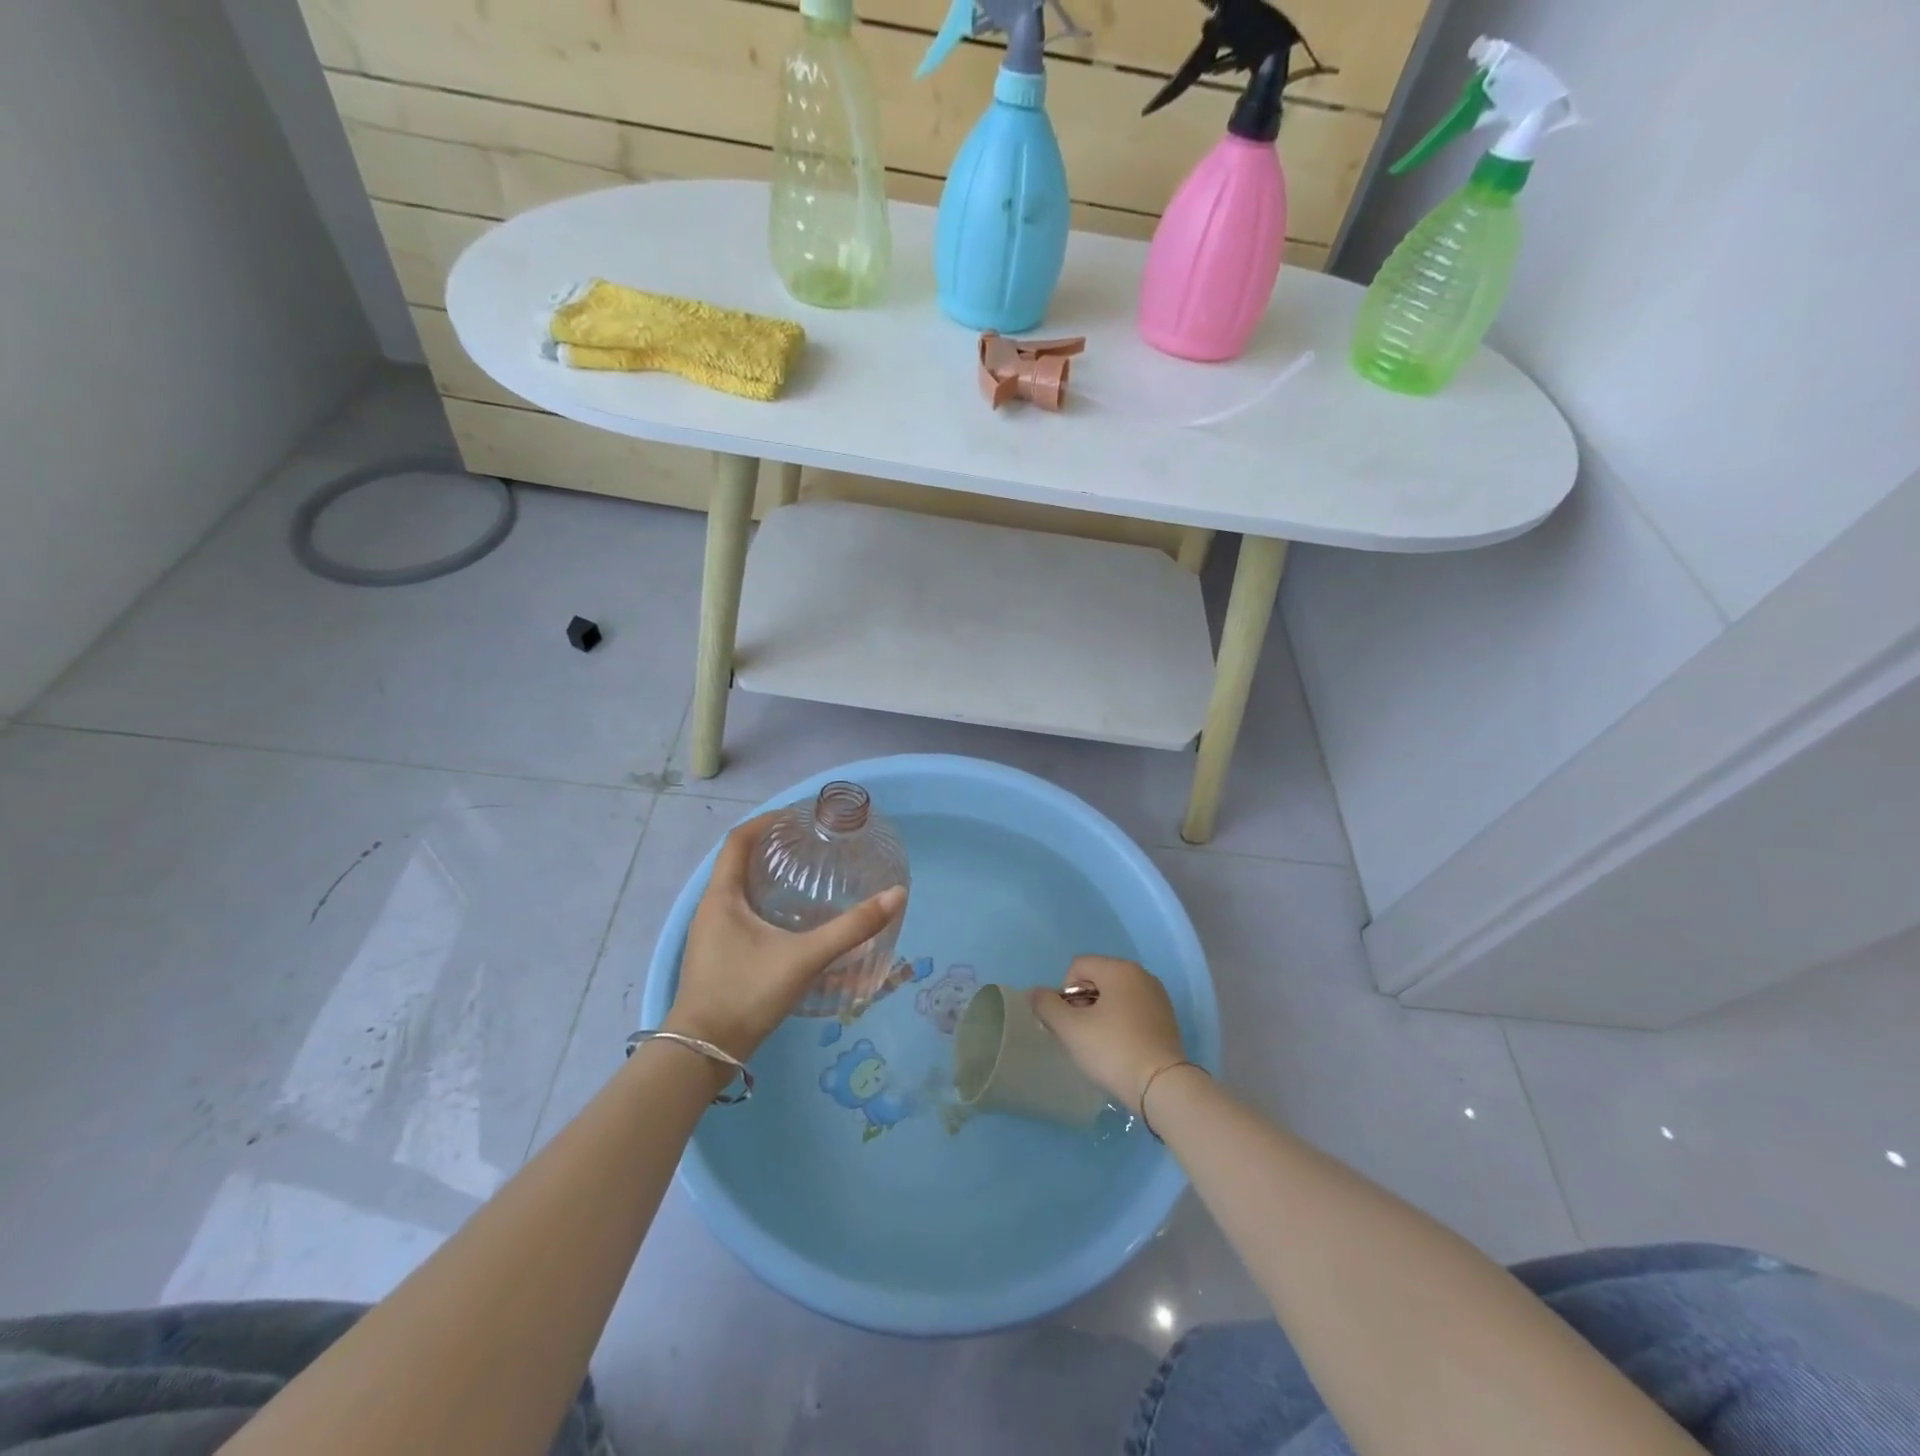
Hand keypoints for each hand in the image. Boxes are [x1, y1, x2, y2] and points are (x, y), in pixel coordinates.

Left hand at [666, 814, 906, 1061]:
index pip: (738, 840)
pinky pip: (742, 915)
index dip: (766, 821)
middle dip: (772, 848)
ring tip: (806, 876)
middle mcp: (711, 909)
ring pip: (740, 891)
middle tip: (810, 844)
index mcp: (721, 897)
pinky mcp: (718, 956)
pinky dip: (766, 906)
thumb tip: (896, 896)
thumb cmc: (746, 994)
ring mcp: (711, 935)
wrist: (703, 1055)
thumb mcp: (804, 958)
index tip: (798, 816)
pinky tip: (793, 922)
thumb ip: (851, 929)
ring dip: (769, 878)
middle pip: (739, 863)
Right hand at [1031, 955, 1186, 1112]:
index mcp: (1119, 969)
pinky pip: (1133, 1010)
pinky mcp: (1166, 1019)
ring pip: (1115, 996)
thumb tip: (1035, 992)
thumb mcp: (1070, 1029)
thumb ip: (1046, 1005)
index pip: (1077, 967)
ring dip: (1100, 1014)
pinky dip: (1120, 1023)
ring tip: (1099, 1045)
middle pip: (1097, 979)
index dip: (1065, 993)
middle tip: (1080, 1036)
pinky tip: (1119, 1049)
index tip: (1070, 1022)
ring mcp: (1157, 996)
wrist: (1163, 1087)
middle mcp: (1141, 975)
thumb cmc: (1113, 1050)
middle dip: (1082, 1003)